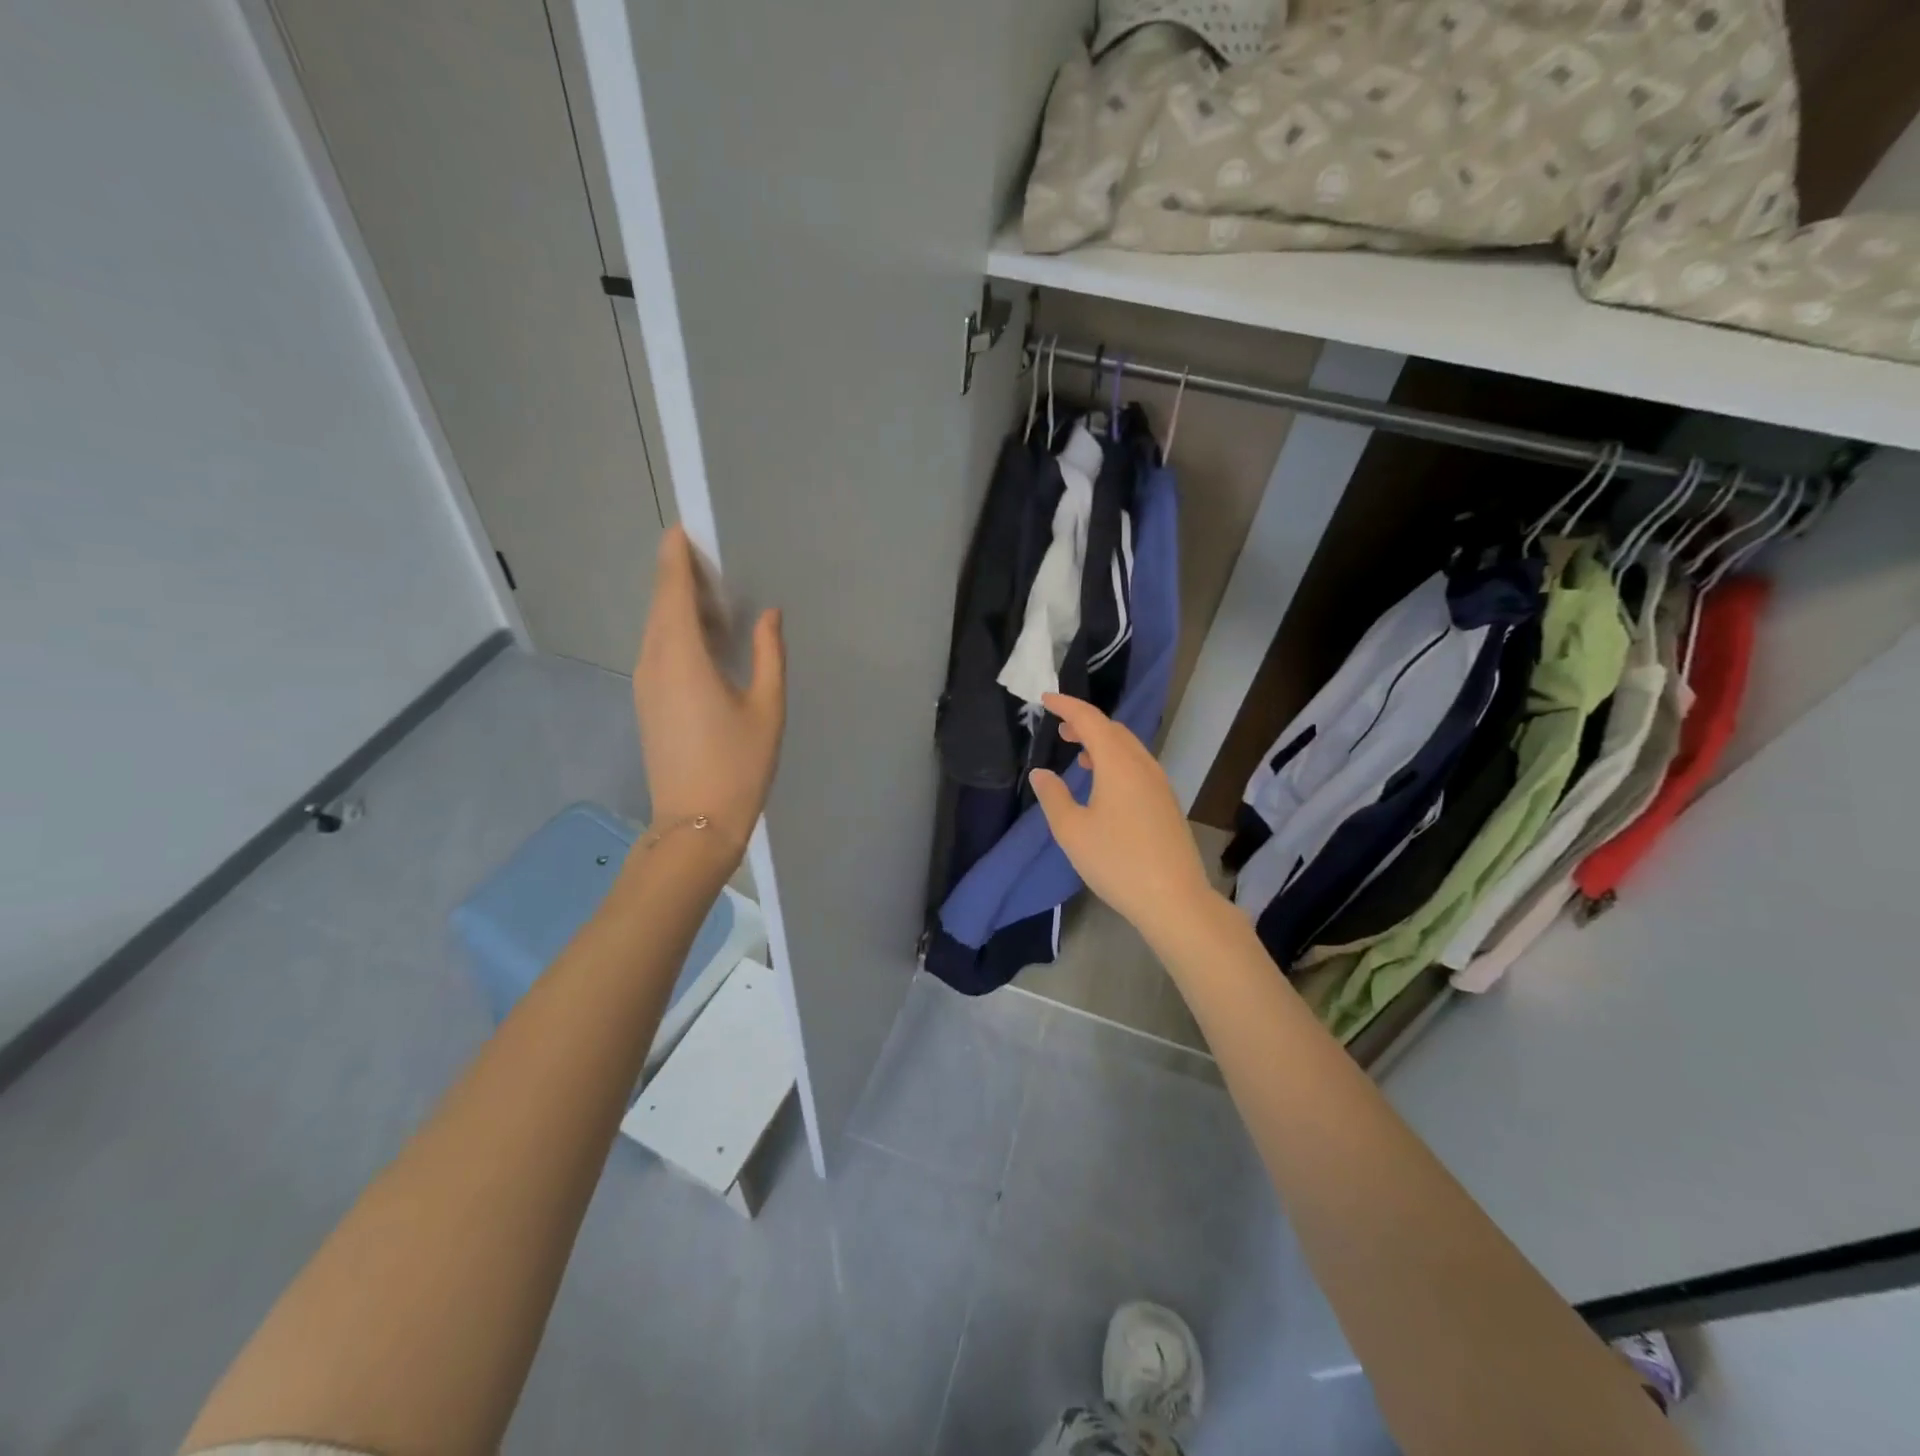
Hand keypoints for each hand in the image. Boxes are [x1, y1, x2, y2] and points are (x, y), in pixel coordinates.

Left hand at [632, 526, 785, 861]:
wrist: (695, 824)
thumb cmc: (739, 765)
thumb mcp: (767, 707)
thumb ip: (768, 654)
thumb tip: (768, 614)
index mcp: (682, 658)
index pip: (672, 592)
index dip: (675, 558)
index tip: (683, 530)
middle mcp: (654, 662)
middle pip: (660, 606)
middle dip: (680, 578)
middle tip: (712, 560)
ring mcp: (646, 684)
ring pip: (657, 629)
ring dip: (679, 607)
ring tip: (714, 596)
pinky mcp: (647, 702)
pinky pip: (658, 651)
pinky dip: (677, 633)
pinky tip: (705, 639)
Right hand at [1028, 693, 1217, 941]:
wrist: (1174, 899)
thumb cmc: (1117, 862)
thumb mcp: (1072, 831)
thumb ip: (1053, 796)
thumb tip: (1041, 772)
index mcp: (1118, 764)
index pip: (1090, 720)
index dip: (1067, 706)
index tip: (1045, 698)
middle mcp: (1143, 765)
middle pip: (1113, 730)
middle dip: (1085, 722)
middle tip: (1059, 727)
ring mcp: (1159, 784)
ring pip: (1128, 748)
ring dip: (1102, 742)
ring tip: (1077, 753)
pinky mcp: (1167, 803)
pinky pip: (1138, 766)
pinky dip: (1116, 760)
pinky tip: (1104, 783)